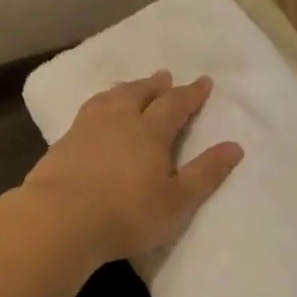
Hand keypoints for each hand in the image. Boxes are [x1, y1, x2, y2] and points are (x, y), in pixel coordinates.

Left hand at [23, 71, 243, 264]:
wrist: (61, 220)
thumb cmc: (128, 213)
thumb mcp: (178, 200)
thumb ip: (206, 173)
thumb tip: (235, 146)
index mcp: (150, 132)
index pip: (176, 105)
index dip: (191, 94)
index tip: (204, 82)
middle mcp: (119, 121)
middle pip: (140, 94)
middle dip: (156, 85)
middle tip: (165, 77)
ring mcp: (86, 129)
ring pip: (109, 99)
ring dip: (125, 89)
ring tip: (130, 87)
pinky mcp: (62, 144)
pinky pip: (87, 113)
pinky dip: (99, 106)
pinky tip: (95, 115)